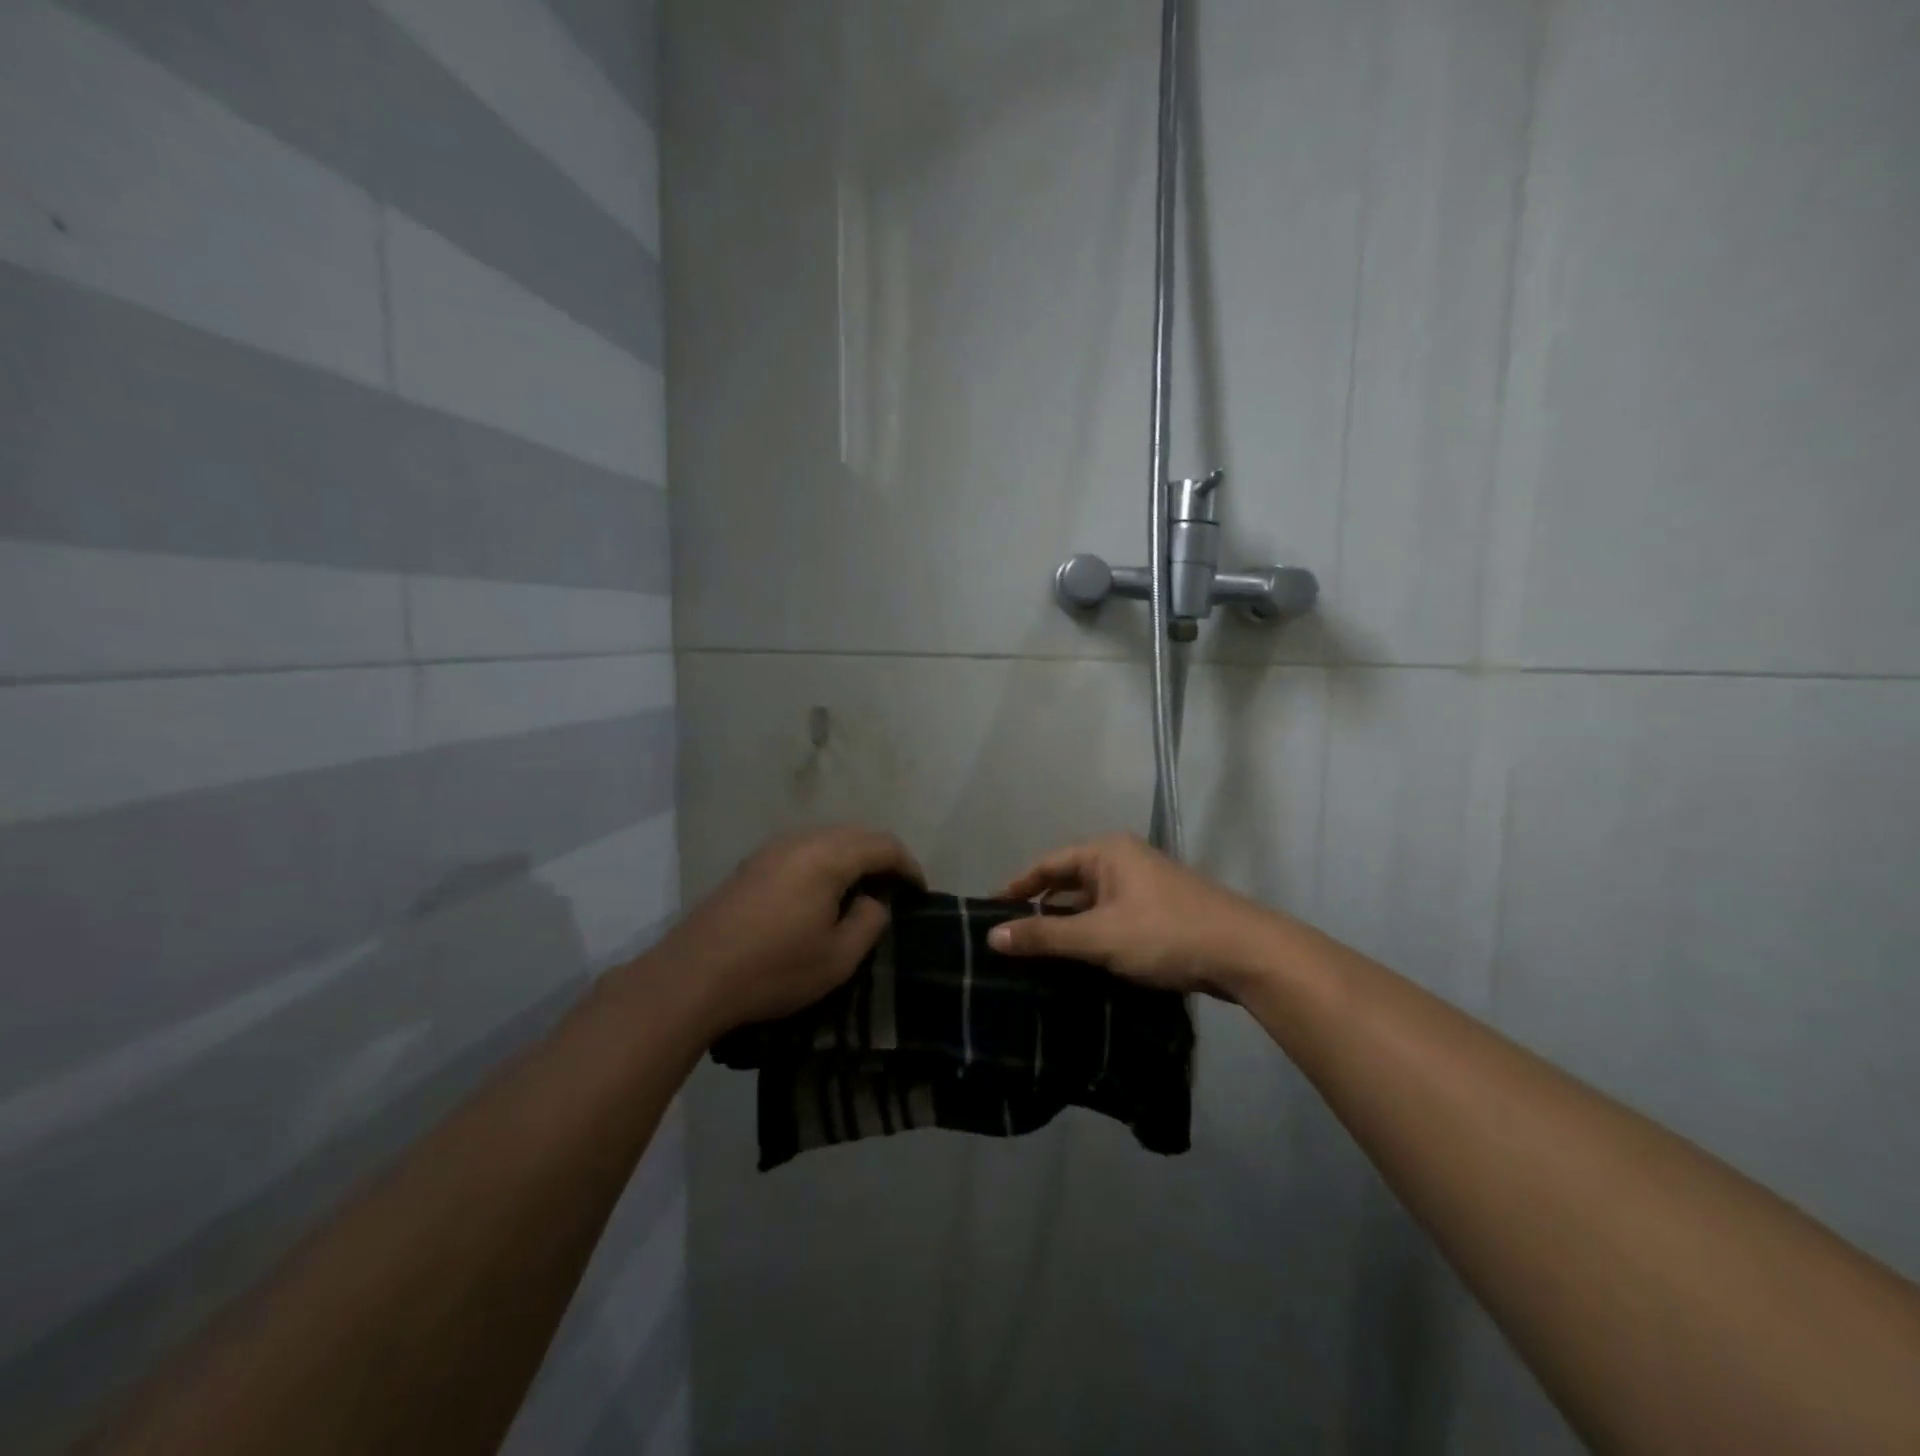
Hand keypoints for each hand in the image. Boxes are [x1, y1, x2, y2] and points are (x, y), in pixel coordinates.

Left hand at [659, 826, 922, 1034]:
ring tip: (862, 892)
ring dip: (852, 859)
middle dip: (881, 858)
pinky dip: (825, 863)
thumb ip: (869, 921)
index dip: (908, 866)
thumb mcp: (838, 957)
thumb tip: (874, 901)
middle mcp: (801, 841)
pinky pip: (803, 851)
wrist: (693, 976)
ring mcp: (771, 850)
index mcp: (828, 856)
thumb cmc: (774, 969)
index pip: (883, 845)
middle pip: (855, 835)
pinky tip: (821, 894)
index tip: (919, 893)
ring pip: (827, 840)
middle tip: (895, 890)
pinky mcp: (752, 865)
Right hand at [987, 834, 1278, 996]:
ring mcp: (1143, 888)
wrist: (1245, 953)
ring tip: (1035, 957)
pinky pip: (1111, 920)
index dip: (1017, 888)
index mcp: (1107, 852)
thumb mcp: (1099, 936)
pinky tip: (1077, 965)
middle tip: (1009, 940)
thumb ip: (1045, 936)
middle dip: (1040, 911)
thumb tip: (992, 936)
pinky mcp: (1158, 914)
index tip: (989, 911)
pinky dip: (1092, 938)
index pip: (1047, 865)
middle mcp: (1123, 862)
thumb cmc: (1165, 933)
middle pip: (1068, 883)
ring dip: (1067, 928)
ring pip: (1091, 906)